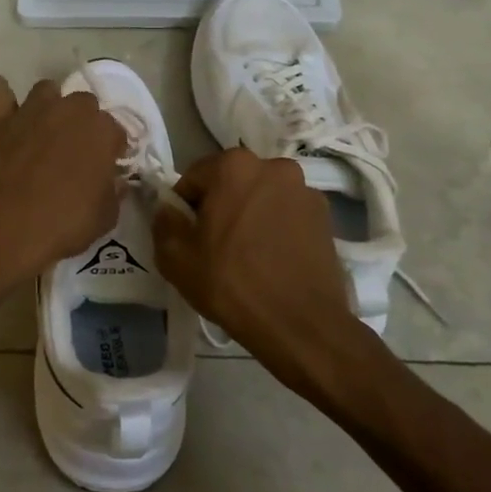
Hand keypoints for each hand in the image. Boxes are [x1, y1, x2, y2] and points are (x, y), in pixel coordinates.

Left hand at [0, 75, 125, 295]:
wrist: (5, 229)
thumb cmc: (63, 225)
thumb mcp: (105, 217)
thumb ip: (113, 191)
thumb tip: (115, 181)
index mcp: (101, 131)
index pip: (116, 130)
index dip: (112, 149)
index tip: (106, 166)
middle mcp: (68, 111)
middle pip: (83, 103)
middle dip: (83, 122)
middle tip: (75, 151)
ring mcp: (29, 111)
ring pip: (45, 90)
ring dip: (49, 106)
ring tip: (43, 131)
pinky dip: (1, 95)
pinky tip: (4, 113)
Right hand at [152, 149, 362, 399]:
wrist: (300, 324)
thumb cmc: (232, 284)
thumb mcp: (176, 258)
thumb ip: (164, 223)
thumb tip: (168, 209)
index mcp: (234, 166)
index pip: (194, 178)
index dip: (184, 207)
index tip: (187, 237)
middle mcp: (273, 166)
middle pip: (231, 183)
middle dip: (220, 207)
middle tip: (214, 246)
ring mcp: (305, 190)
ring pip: (261, 198)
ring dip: (250, 215)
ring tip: (247, 255)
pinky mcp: (326, 217)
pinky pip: (287, 214)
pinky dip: (276, 228)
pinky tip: (272, 260)